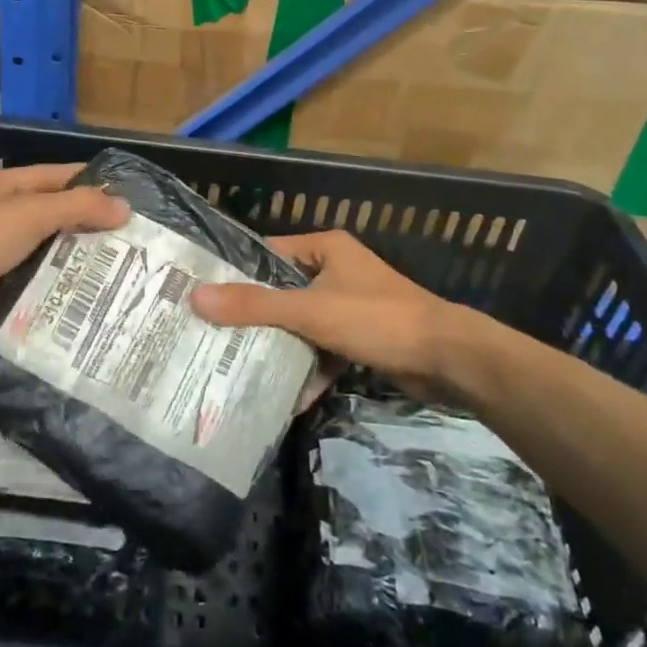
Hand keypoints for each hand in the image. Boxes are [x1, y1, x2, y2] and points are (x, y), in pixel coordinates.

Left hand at [0, 163, 128, 342]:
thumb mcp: (31, 213)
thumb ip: (78, 206)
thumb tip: (125, 207)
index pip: (51, 175)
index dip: (87, 181)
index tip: (124, 195)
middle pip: (44, 212)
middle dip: (80, 222)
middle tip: (123, 237)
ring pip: (36, 247)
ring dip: (66, 256)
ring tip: (110, 267)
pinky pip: (24, 277)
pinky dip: (47, 282)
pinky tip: (76, 292)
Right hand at [190, 229, 521, 405]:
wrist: (450, 359)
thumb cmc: (377, 319)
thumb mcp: (310, 311)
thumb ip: (254, 305)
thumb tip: (196, 297)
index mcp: (325, 248)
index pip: (268, 253)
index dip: (236, 272)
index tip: (204, 295)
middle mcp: (336, 271)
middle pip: (282, 292)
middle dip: (254, 317)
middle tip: (213, 335)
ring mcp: (350, 305)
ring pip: (301, 324)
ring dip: (280, 347)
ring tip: (238, 368)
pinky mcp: (362, 337)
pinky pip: (323, 349)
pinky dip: (309, 370)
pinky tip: (287, 398)